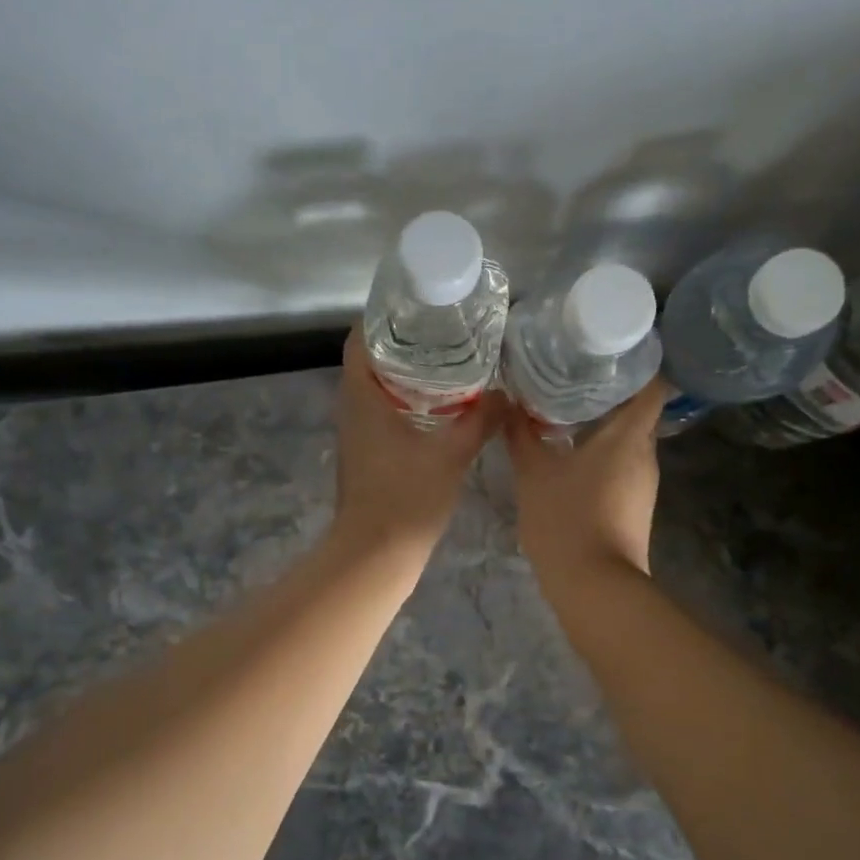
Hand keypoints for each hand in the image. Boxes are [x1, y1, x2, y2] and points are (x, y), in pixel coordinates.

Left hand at [330, 327, 498, 565]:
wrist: (376, 554)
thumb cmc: (407, 497)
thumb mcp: (451, 454)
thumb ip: (480, 420)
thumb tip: (507, 393)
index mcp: (362, 395)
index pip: (360, 337)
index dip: (383, 315)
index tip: (419, 305)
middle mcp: (352, 406)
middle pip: (372, 357)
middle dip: (406, 340)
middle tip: (447, 328)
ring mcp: (357, 430)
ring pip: (379, 386)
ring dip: (408, 371)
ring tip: (452, 358)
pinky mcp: (367, 451)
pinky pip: (384, 410)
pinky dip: (409, 398)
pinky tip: (444, 404)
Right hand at [504, 379, 665, 602]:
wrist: (595, 587)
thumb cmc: (567, 520)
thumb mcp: (534, 473)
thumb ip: (521, 434)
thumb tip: (506, 401)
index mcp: (629, 436)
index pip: (653, 385)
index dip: (639, 363)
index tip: (611, 348)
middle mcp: (645, 454)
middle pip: (637, 410)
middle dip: (609, 390)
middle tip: (573, 372)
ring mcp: (643, 483)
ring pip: (627, 439)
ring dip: (602, 422)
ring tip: (566, 405)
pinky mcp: (634, 504)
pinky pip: (621, 463)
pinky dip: (601, 451)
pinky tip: (570, 450)